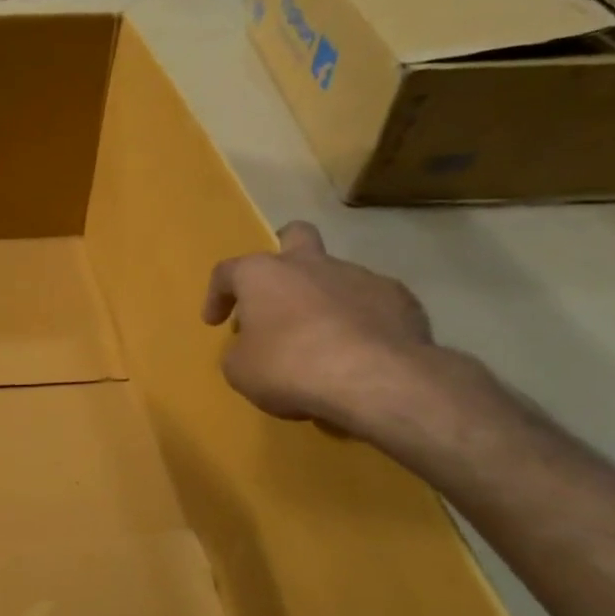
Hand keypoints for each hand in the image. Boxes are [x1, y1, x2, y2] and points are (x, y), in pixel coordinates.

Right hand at [202, 221, 438, 430]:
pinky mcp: (399, 298)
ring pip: (335, 274)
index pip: (227, 272)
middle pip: (294, 236)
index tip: (215, 322)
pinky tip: (359, 350)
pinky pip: (371, 303)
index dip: (217, 296)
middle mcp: (309, 264)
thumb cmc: (289, 367)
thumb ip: (242, 351)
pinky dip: (360, 320)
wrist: (375, 379)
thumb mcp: (241, 370)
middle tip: (278, 289)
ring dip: (323, 298)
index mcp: (262, 274)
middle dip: (283, 254)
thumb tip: (253, 347)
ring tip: (322, 338)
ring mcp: (359, 276)